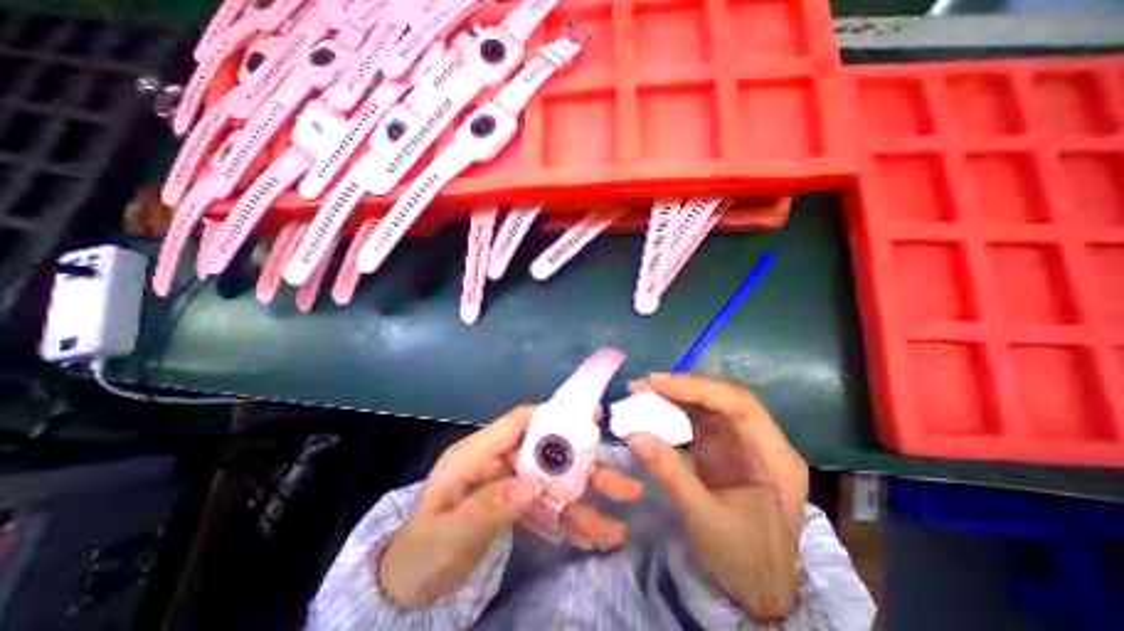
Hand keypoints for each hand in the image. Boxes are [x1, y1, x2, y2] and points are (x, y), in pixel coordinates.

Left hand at [378, 404, 639, 605]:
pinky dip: (566, 521)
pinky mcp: (512, 503)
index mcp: (475, 455)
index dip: (551, 416)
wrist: (407, 587)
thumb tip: (530, 486)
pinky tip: (590, 538)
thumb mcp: (449, 535)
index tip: (588, 419)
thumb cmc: (421, 554)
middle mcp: (497, 462)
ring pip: (551, 483)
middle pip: (545, 454)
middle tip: (621, 482)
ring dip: (583, 501)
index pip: (518, 422)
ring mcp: (507, 483)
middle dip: (583, 469)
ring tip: (616, 526)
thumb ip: (487, 507)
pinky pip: (544, 507)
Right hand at [629, 372, 802, 616]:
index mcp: (774, 457)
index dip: (697, 387)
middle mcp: (761, 440)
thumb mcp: (704, 519)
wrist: (758, 588)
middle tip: (644, 385)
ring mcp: (741, 441)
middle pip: (723, 398)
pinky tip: (652, 412)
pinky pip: (698, 420)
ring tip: (642, 393)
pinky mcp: (723, 447)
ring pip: (708, 404)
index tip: (658, 383)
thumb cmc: (743, 559)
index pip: (739, 404)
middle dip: (682, 387)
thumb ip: (670, 473)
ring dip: (675, 396)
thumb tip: (633, 434)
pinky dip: (673, 412)